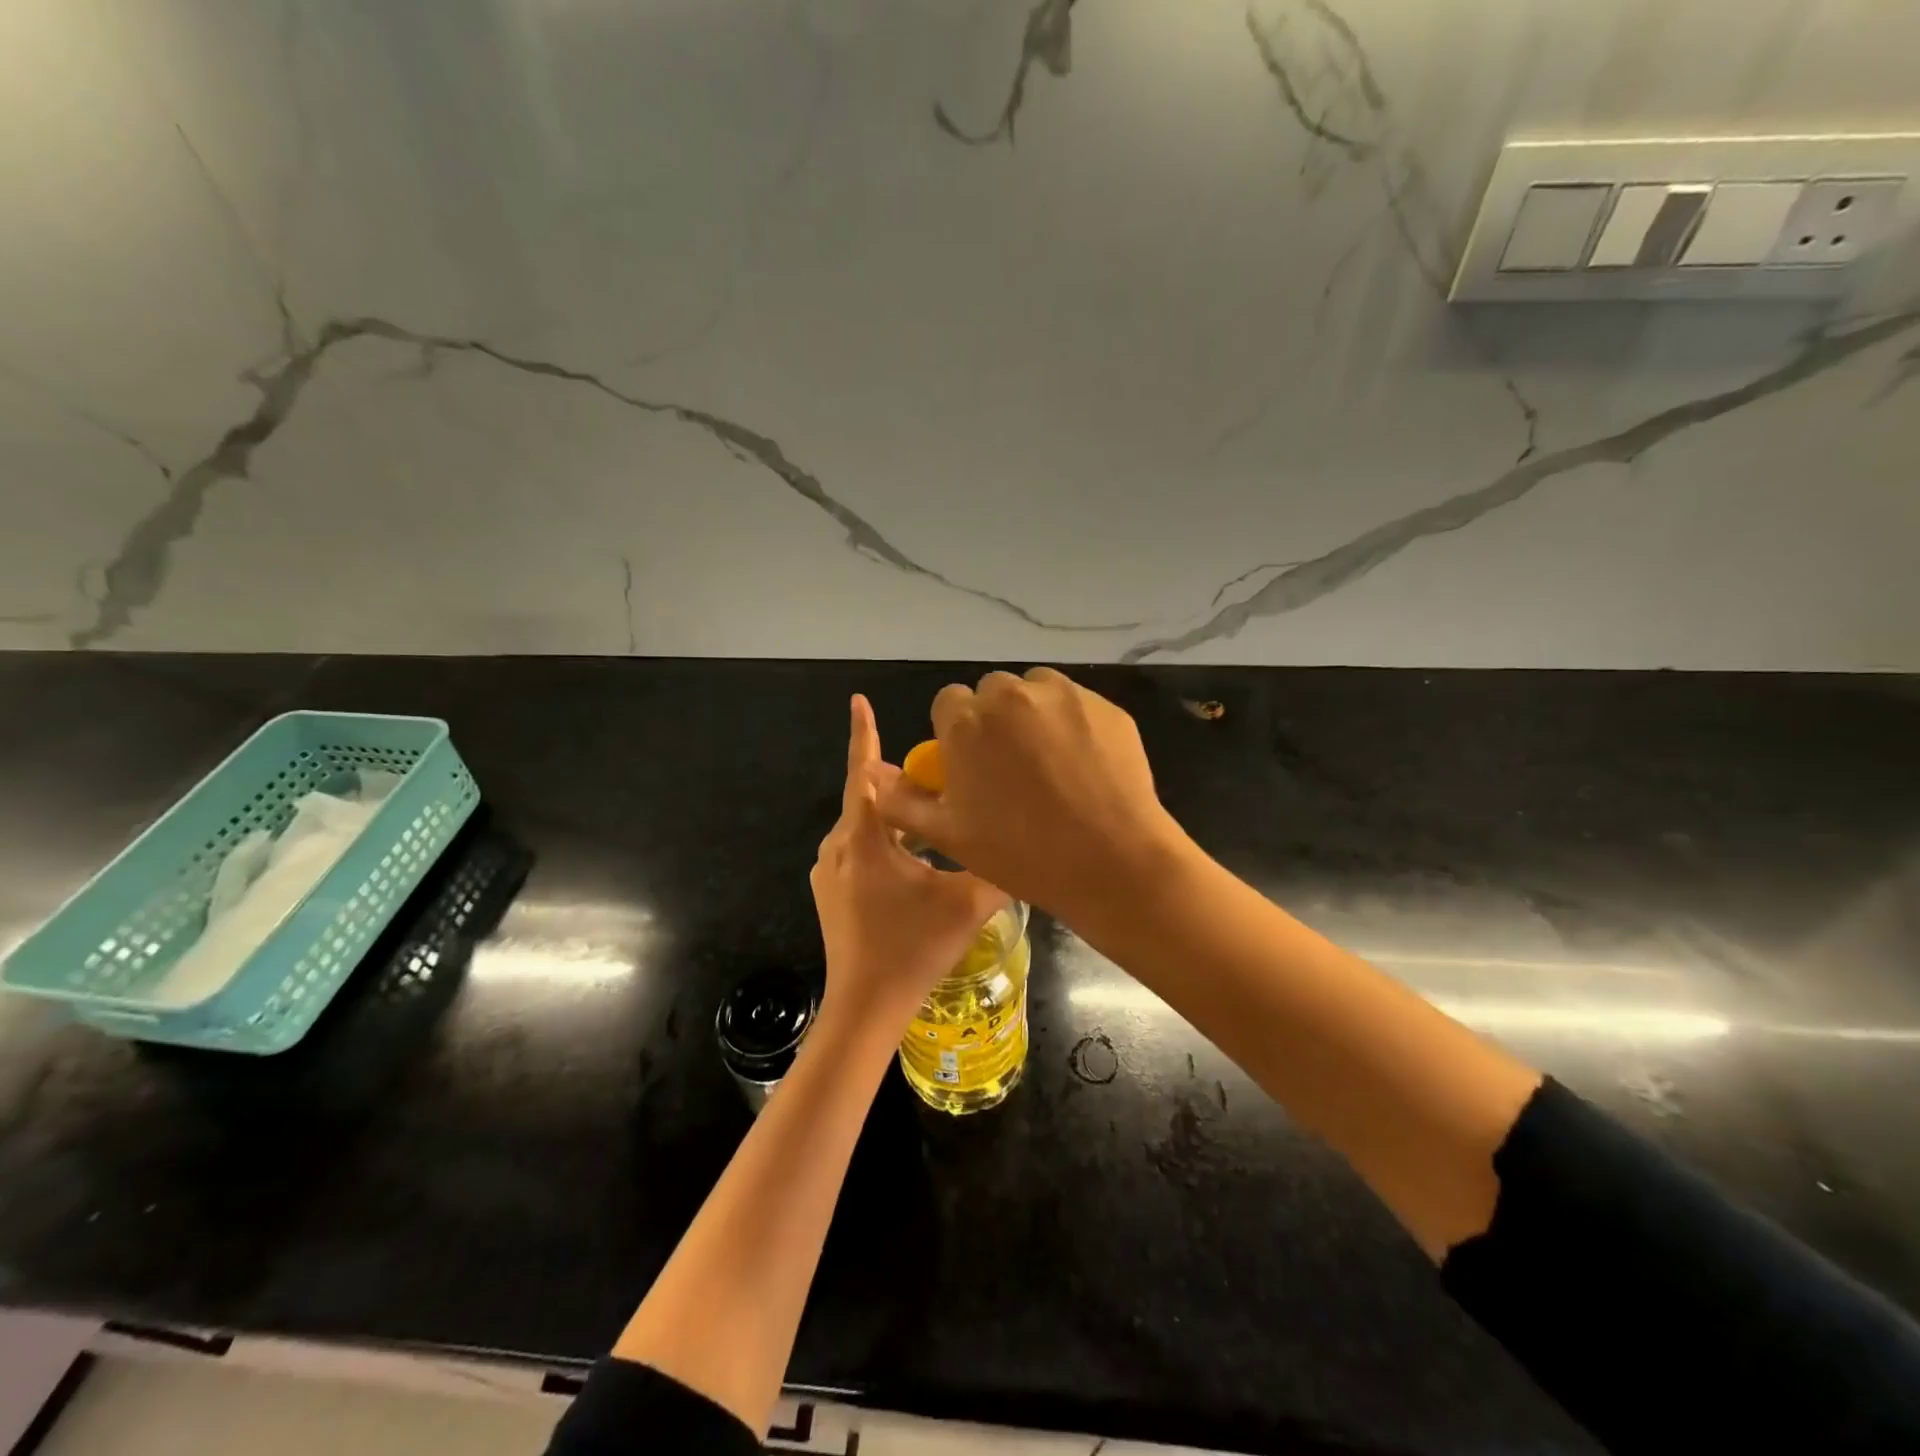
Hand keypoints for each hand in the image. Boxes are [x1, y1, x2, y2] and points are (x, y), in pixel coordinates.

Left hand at [811, 695, 1008, 1036]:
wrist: (865, 1004)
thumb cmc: (914, 946)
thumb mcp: (967, 902)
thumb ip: (996, 867)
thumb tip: (1024, 845)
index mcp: (865, 837)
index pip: (864, 773)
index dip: (864, 733)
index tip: (859, 700)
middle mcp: (839, 845)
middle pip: (867, 798)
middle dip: (896, 781)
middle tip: (932, 773)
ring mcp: (828, 870)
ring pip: (863, 826)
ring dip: (893, 816)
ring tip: (928, 815)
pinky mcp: (828, 891)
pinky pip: (857, 849)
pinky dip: (882, 841)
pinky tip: (910, 858)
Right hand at [873, 668, 1189, 930]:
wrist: (1112, 861)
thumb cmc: (1021, 853)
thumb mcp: (948, 835)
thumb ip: (902, 801)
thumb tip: (876, 776)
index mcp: (966, 721)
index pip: (949, 704)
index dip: (958, 733)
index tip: (974, 764)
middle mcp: (1011, 694)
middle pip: (992, 694)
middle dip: (995, 721)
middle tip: (1013, 767)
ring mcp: (1063, 695)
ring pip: (1035, 692)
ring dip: (1034, 716)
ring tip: (1051, 764)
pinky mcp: (1105, 704)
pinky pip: (1077, 705)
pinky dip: (1074, 724)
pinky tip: (1085, 766)